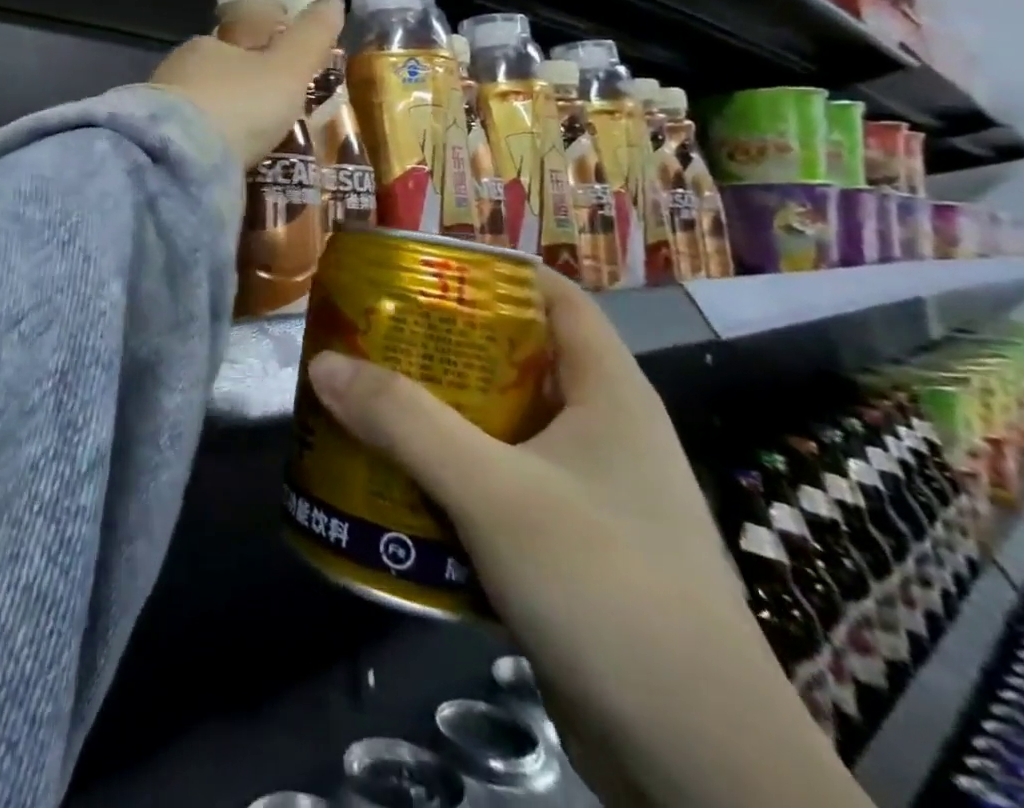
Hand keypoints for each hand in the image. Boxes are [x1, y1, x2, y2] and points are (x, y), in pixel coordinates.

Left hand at [149, 0, 343, 169]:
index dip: (260, 59)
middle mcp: (174, 71)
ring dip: (220, 127)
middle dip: (238, 96)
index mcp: (204, 45)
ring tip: (250, 151)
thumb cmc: (239, 103)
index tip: (280, 82)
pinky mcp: (152, 146)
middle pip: (214, 80)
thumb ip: (311, 36)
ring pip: (197, 113)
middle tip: (269, 122)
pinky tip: (221, 167)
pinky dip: (204, 151)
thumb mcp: (287, 67)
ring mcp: (156, 111)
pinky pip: (185, 143)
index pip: (234, 44)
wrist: (179, 158)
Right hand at [305, 268, 868, 807]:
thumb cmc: (608, 589)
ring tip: (368, 395)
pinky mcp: (567, 548)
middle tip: (373, 330)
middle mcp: (602, 433)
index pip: (557, 297)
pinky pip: (496, 485)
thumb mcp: (494, 492)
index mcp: (610, 394)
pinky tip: (396, 479)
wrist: (700, 766)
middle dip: (444, 343)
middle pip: (516, 359)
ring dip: (437, 412)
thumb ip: (405, 422)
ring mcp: (588, 494)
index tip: (424, 266)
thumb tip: (323, 363)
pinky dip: (448, 473)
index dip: (495, 270)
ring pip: (500, 426)